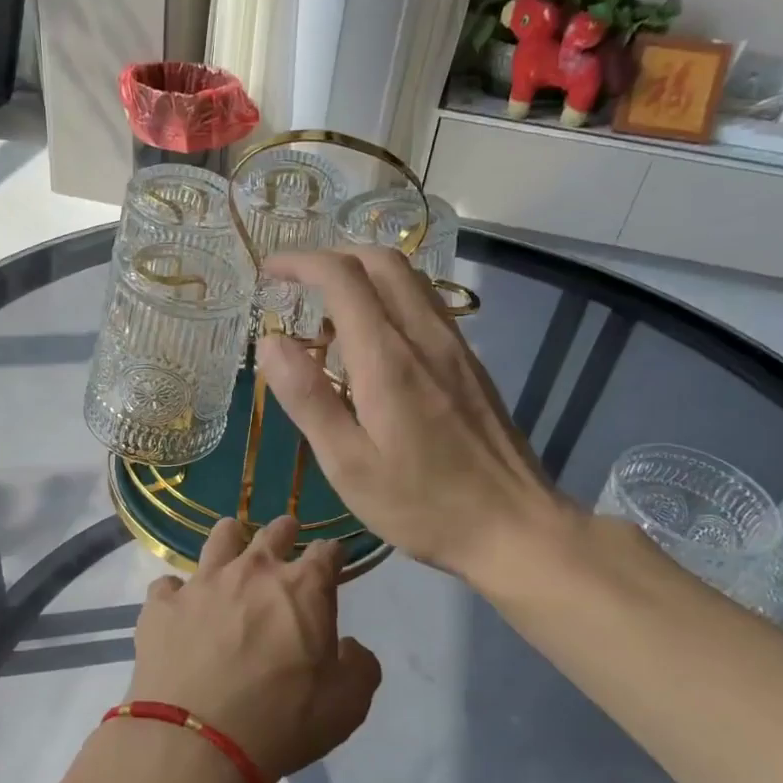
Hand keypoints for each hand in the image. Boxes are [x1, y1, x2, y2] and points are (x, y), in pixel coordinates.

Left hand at [127, 516, 381, 782]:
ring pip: (219, 539)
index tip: (335, 558)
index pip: (327, 552)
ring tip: (231, 540)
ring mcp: (203, 583)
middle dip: (285, 531)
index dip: (334, 553)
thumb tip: (349, 647)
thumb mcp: (347, 704)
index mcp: (303, 588)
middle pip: (273, 533)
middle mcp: (252, 571)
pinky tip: (178, 605)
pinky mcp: (162, 605)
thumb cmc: (283, 720)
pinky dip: (177, 592)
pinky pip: (168, 585)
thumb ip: (360, 666)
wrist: (197, 742)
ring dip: (230, 537)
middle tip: (287, 533)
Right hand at [256, 247, 574, 586]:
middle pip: (382, 261)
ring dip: (365, 274)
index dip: (301, 262)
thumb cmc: (421, 505)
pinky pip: (426, 306)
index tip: (269, 270)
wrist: (513, 526)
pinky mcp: (470, 364)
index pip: (343, 278)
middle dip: (334, 256)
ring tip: (329, 310)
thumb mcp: (349, 465)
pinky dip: (390, 298)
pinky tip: (374, 340)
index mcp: (388, 359)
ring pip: (410, 279)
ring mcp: (455, 347)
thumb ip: (308, 399)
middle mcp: (425, 337)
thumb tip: (270, 342)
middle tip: (297, 282)